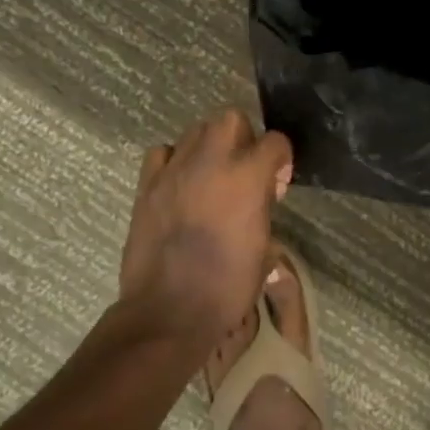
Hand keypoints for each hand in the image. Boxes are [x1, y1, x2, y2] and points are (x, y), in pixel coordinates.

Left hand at [120, 110, 293, 342]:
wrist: (169, 311)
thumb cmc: (227, 287)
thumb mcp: (264, 250)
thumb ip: (264, 212)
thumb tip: (261, 206)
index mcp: (248, 177)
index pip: (275, 141)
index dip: (282, 158)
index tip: (278, 181)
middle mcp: (212, 162)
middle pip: (231, 118)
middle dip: (244, 137)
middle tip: (245, 170)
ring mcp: (175, 170)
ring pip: (196, 130)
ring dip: (210, 146)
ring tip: (212, 176)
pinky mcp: (147, 185)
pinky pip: (162, 153)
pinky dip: (174, 161)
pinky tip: (180, 184)